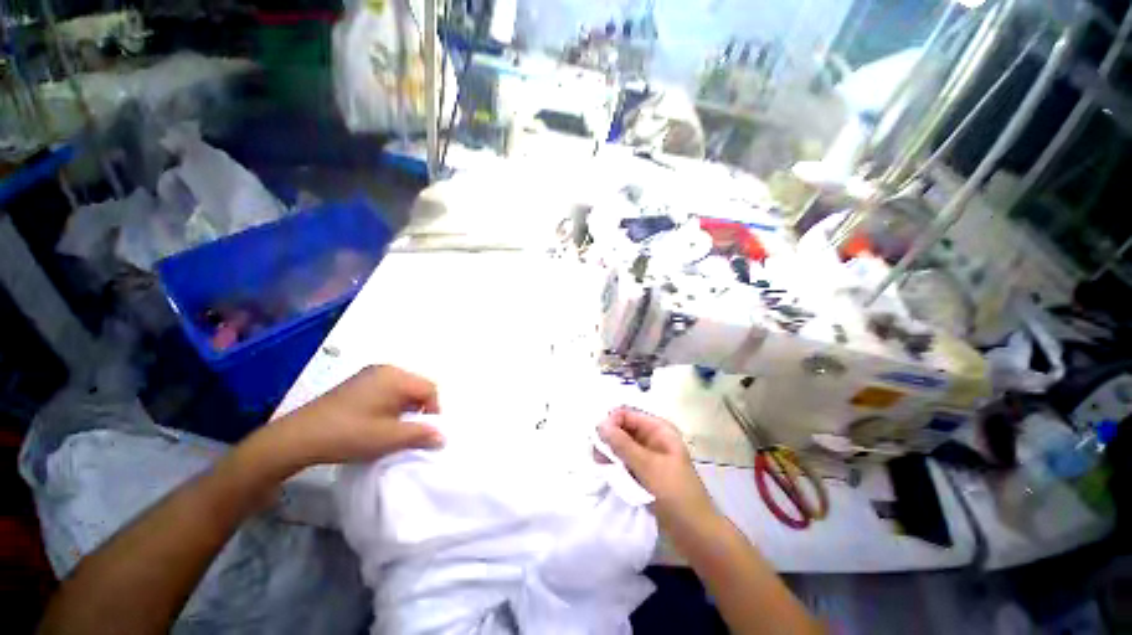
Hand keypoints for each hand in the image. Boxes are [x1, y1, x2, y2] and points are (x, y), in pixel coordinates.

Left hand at [267, 365, 443, 470]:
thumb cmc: (349, 434)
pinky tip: (375, 422)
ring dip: (404, 409)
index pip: (430, 389)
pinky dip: (389, 405)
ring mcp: (368, 375)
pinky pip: (385, 390)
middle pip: (416, 387)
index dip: (433, 411)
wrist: (297, 438)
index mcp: (396, 377)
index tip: (424, 433)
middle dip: (418, 410)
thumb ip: (421, 435)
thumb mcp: (390, 438)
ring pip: (401, 390)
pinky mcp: (355, 384)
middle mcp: (385, 369)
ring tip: (391, 430)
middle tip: (408, 432)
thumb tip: (443, 437)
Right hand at [598, 407, 716, 529]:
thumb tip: (599, 423)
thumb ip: (622, 444)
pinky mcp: (645, 471)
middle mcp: (653, 437)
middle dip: (609, 438)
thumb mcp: (647, 466)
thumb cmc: (674, 493)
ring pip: (623, 445)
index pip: (628, 414)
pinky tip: (608, 471)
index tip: (598, 438)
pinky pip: (626, 460)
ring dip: (610, 452)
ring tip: (600, 465)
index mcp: (659, 429)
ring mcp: (649, 455)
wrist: (695, 532)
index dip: (611, 422)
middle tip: (596, 454)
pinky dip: (616, 463)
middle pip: (623, 428)